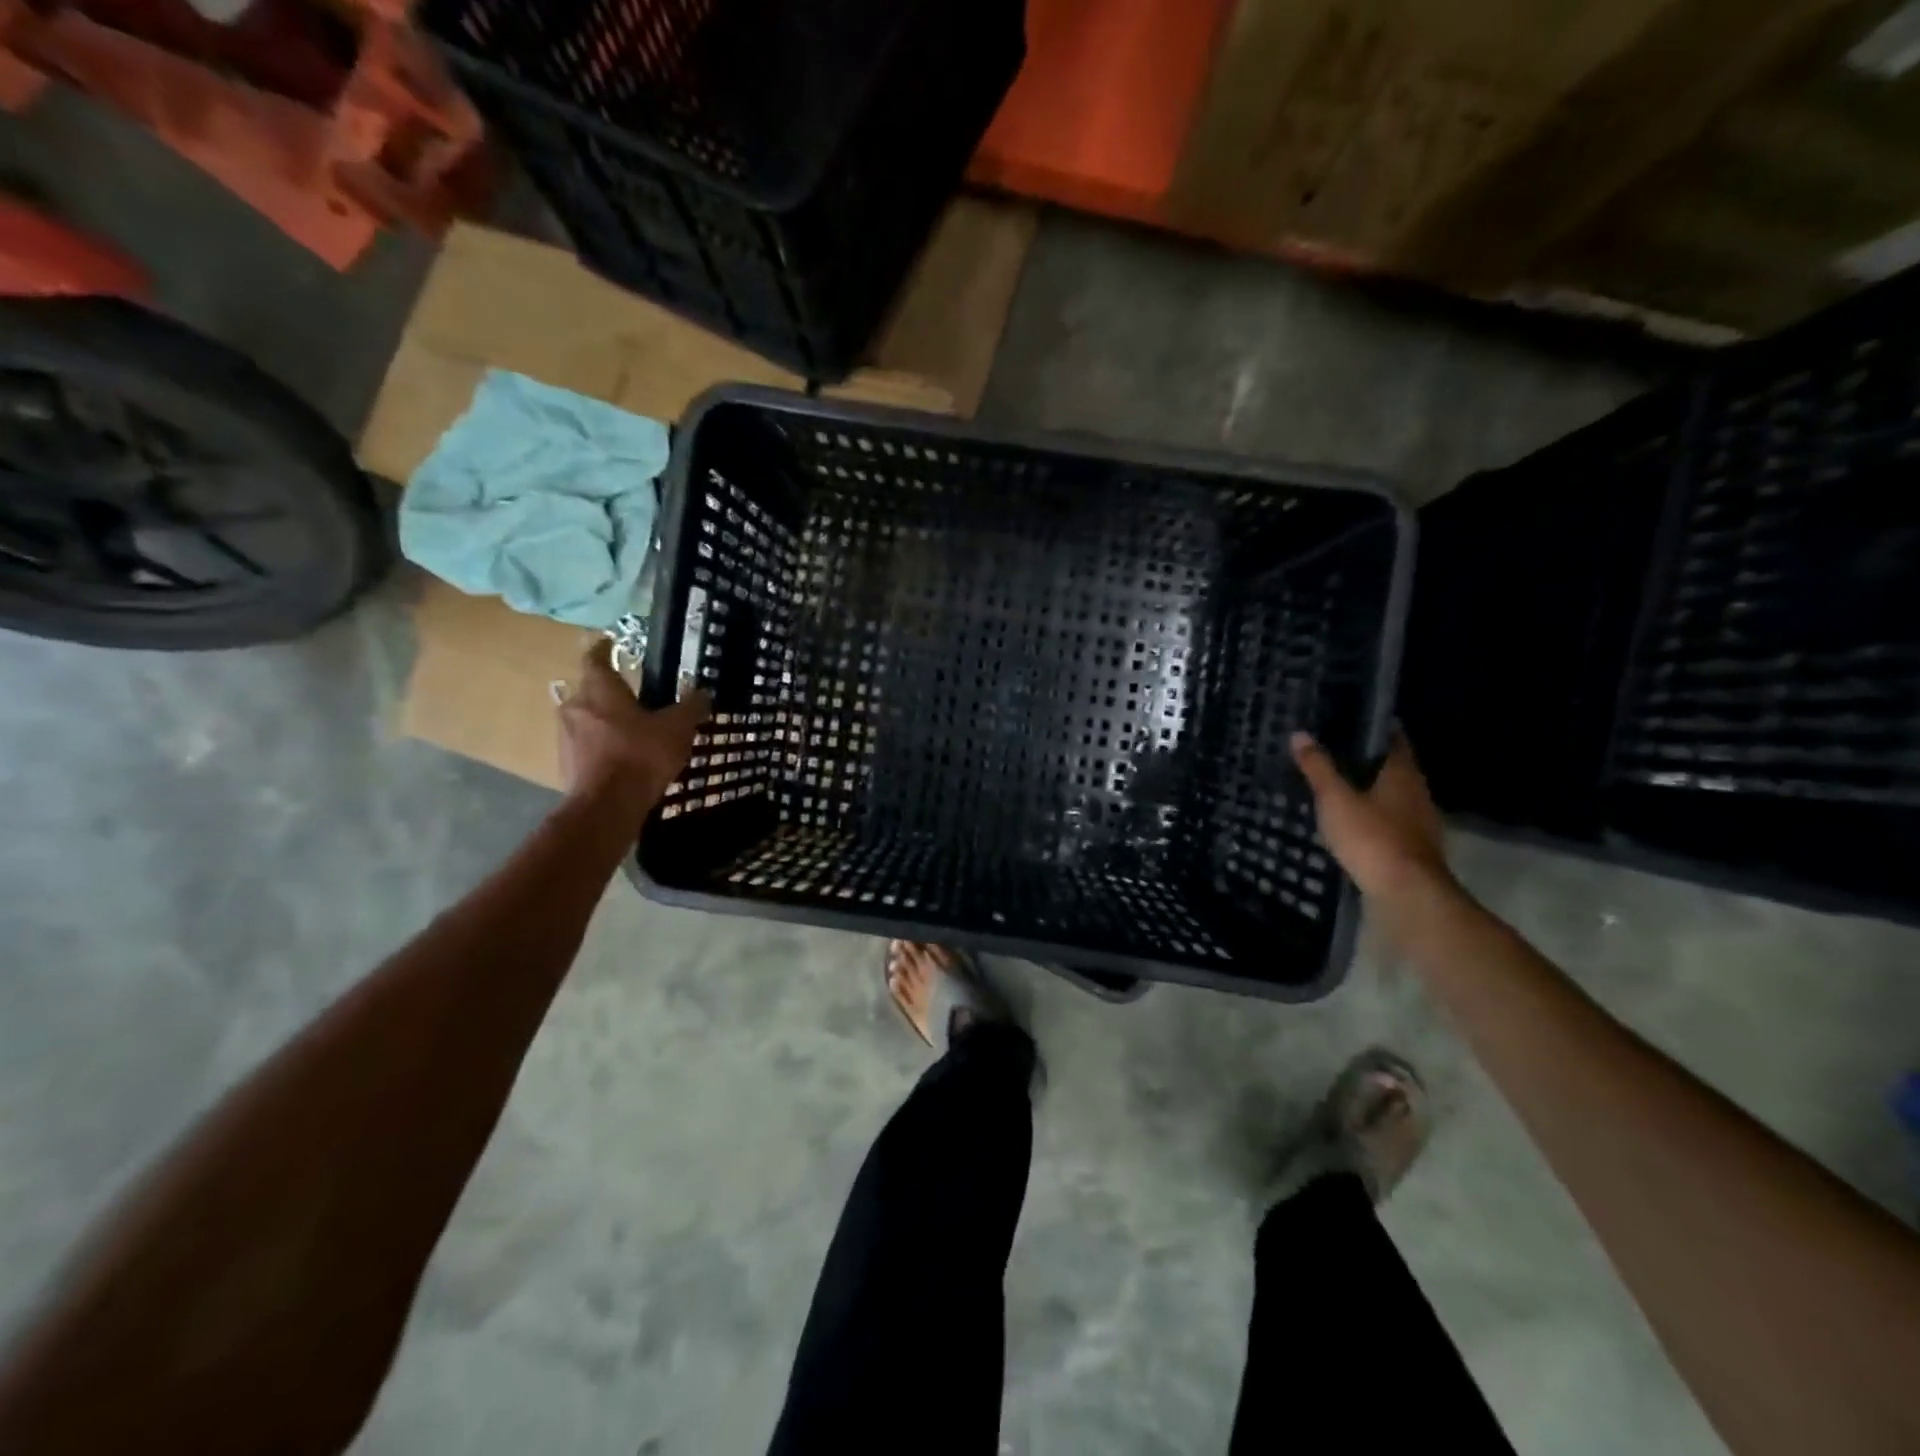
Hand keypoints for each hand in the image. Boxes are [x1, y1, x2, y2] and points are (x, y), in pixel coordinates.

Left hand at [558, 640, 711, 814]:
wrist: (607, 806)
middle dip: (607, 691)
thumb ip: (690, 707)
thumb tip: (702, 692)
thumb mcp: (677, 728)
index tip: (609, 642)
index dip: (603, 649)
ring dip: (603, 720)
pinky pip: (585, 746)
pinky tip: (621, 757)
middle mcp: (575, 707)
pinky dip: (600, 746)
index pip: (596, 659)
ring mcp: (566, 737)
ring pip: (584, 719)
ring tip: (629, 729)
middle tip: (631, 695)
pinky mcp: (566, 764)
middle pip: (588, 690)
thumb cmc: (641, 755)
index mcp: (599, 690)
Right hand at [1290, 730, 1454, 904]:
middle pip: (1393, 767)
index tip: (1349, 719)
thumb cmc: (1371, 837)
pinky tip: (1350, 821)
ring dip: (1369, 790)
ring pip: (1392, 795)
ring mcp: (1419, 822)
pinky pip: (1390, 821)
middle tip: (1332, 751)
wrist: (1405, 894)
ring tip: (1335, 785)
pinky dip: (1372, 816)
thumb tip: (1300, 734)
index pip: (1393, 738)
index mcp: (1403, 773)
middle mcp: (1417, 792)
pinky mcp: (1411, 847)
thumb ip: (1318, 767)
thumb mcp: (1335, 799)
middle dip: (1367, 759)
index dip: (1374, 727)